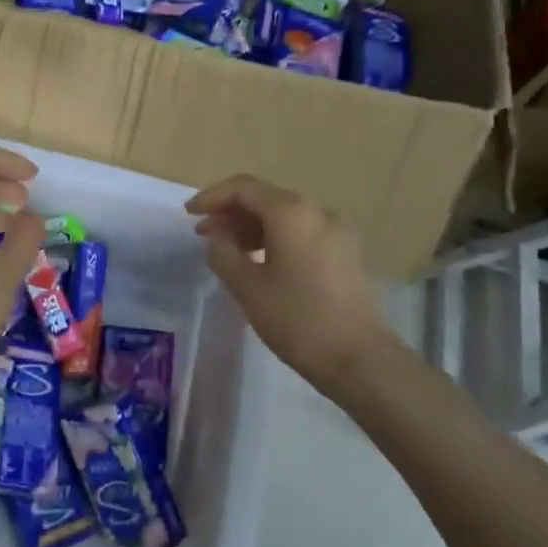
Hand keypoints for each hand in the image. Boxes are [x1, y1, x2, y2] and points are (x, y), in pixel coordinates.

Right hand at [186, 175, 391, 397]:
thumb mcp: (248, 287)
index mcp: (292, 213)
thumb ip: (224, 254)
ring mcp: (335, 232)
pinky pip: (300, 233)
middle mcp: (316, 212)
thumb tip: (217, 238)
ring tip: (226, 250)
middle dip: (230, 212)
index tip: (189, 214)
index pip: (243, 188)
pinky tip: (257, 261)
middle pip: (265, 199)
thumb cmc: (297, 318)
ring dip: (251, 227)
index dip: (212, 197)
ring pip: (283, 217)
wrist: (358, 358)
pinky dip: (273, 238)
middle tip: (203, 233)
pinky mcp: (344, 254)